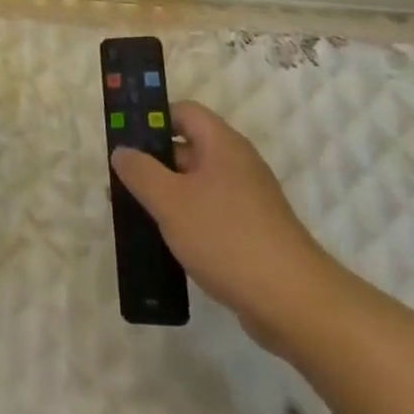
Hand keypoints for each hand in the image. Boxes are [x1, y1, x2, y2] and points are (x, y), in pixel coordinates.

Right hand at [111, 102, 344, 355]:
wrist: (292, 301)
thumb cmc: (226, 237)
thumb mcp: (170, 201)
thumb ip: (140, 172)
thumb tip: (122, 151)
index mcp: (222, 144)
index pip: (183, 112)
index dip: (153, 119)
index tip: (125, 141)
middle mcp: (237, 164)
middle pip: (188, 148)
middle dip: (153, 163)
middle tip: (121, 183)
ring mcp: (248, 199)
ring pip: (196, 185)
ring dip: (167, 196)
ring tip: (136, 216)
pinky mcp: (251, 232)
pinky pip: (210, 213)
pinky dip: (186, 221)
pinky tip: (167, 243)